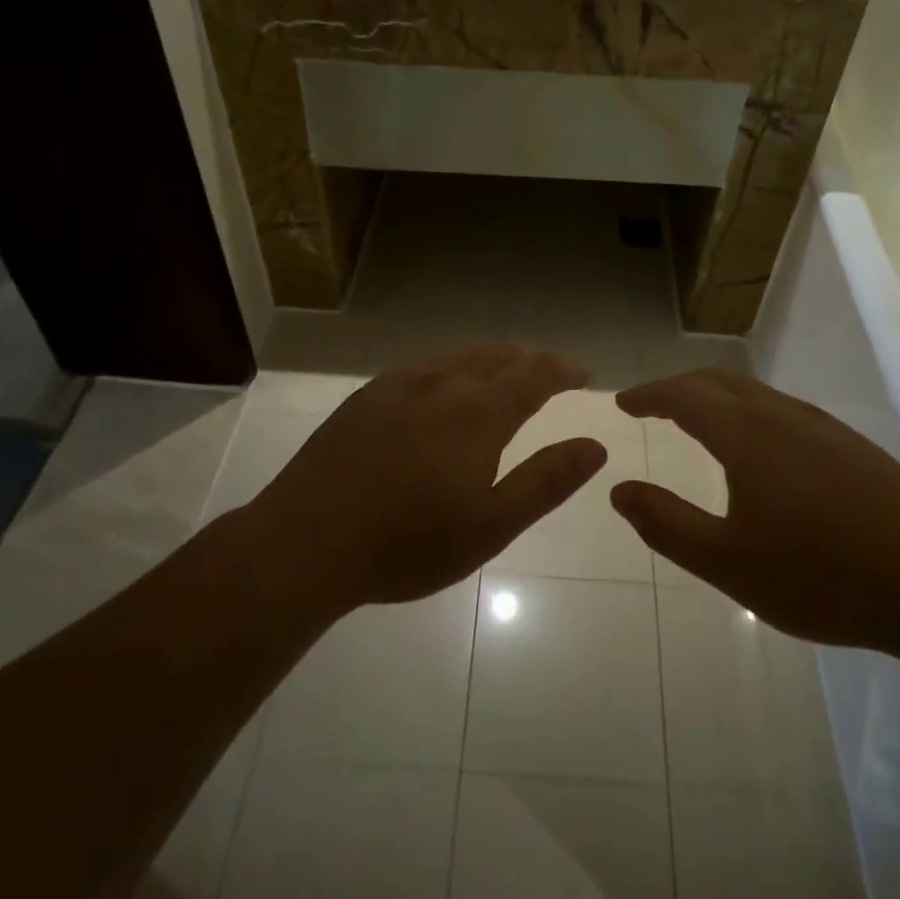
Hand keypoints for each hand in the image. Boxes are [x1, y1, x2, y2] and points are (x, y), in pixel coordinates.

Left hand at [247, 345, 607, 612]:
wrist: (305, 541)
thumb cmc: (406, 544)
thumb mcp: (490, 526)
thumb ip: (546, 481)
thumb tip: (594, 445)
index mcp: (477, 413)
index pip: (533, 372)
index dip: (563, 369)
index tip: (582, 374)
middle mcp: (441, 383)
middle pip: (497, 354)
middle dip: (529, 361)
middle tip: (547, 377)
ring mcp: (398, 384)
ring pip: (457, 355)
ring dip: (490, 360)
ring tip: (501, 377)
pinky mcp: (366, 396)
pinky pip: (423, 365)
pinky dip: (451, 367)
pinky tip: (442, 389)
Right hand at [611, 370, 899, 651]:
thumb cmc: (821, 578)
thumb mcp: (728, 563)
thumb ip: (666, 524)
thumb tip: (619, 489)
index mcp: (749, 436)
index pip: (685, 395)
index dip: (649, 394)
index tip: (623, 403)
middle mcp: (784, 416)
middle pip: (719, 381)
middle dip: (679, 387)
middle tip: (652, 406)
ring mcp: (824, 427)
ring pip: (755, 392)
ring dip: (716, 397)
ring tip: (696, 422)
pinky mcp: (852, 445)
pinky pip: (784, 409)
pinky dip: (749, 411)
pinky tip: (758, 448)